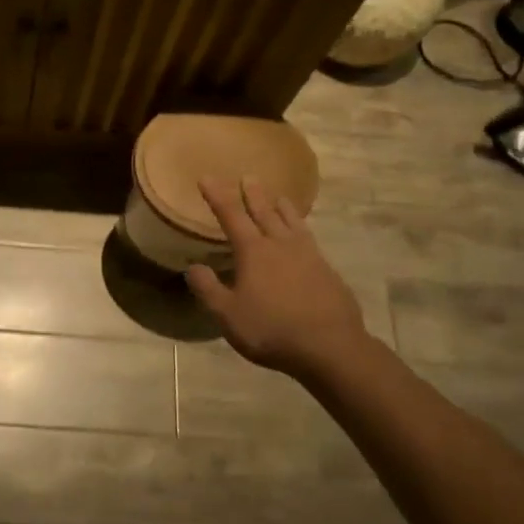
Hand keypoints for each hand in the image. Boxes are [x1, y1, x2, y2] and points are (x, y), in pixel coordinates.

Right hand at [184, 176, 375, 380]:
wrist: (330, 347)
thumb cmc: (271, 330)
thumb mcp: (228, 315)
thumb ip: (208, 289)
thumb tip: (193, 267)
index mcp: (254, 251)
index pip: (231, 215)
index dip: (217, 195)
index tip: (207, 178)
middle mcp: (280, 244)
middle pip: (264, 212)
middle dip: (253, 194)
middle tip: (248, 176)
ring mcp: (308, 256)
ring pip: (292, 222)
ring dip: (282, 207)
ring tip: (278, 196)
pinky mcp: (327, 271)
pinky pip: (310, 239)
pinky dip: (302, 229)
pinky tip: (303, 236)